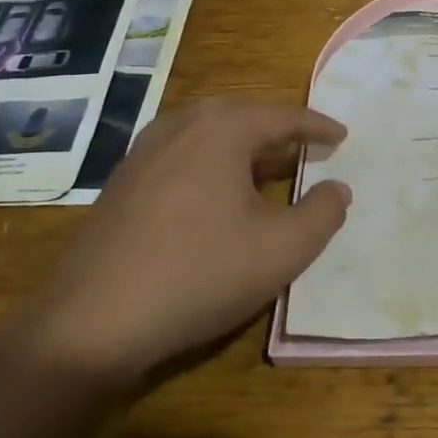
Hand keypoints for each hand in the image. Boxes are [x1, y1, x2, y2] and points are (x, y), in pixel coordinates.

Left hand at [10, 99, 350, 383]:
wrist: (93, 321)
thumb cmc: (201, 273)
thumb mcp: (283, 248)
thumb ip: (323, 213)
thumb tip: (337, 187)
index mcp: (222, 128)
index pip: (283, 117)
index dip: (318, 127)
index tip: (343, 136)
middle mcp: (180, 125)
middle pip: (243, 117)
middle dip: (280, 132)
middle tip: (309, 148)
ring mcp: (143, 152)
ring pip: (209, 137)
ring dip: (245, 149)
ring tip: (270, 169)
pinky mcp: (123, 183)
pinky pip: (182, 157)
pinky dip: (213, 165)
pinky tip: (219, 197)